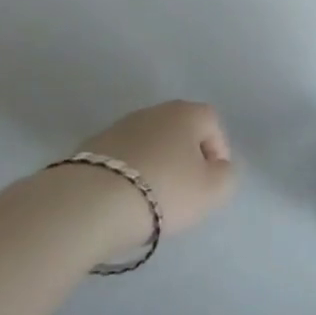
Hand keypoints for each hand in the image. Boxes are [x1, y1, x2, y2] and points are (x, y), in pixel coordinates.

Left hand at [75, 100, 235, 234]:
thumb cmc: (163, 191)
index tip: (210, 184)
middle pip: (180, 133)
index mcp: (187, 113)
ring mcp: (119, 127)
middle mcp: (155, 111)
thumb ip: (226, 176)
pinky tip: (121, 201)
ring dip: (154, 167)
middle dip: (184, 160)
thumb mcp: (212, 191)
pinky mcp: (89, 147)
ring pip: (149, 145)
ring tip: (148, 202)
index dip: (217, 154)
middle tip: (181, 194)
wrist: (88, 203)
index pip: (213, 125)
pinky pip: (121, 160)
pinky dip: (126, 176)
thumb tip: (218, 168)